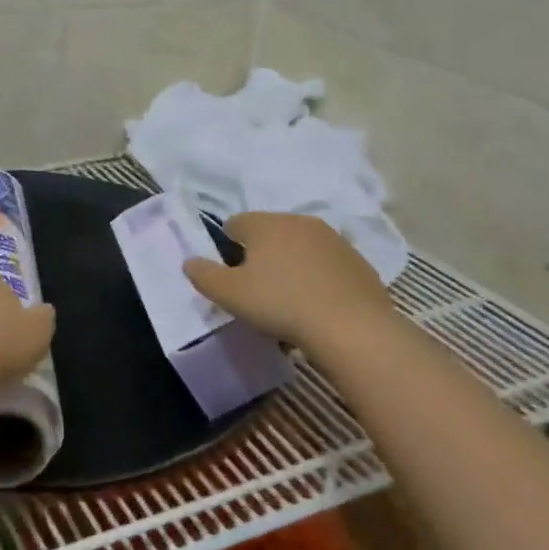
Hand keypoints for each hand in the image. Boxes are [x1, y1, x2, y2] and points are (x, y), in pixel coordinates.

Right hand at [182, 212, 391, 356]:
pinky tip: (319, 307)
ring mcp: (333, 240)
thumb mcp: (229, 295)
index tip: (232, 277)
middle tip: (258, 291)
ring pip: (300, 248)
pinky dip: (319, 278)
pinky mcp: (358, 262)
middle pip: (269, 233)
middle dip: (261, 256)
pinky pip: (327, 265)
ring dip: (291, 266)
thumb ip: (203, 275)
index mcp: (265, 223)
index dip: (227, 248)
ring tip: (290, 302)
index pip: (234, 224)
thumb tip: (189, 261)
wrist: (353, 328)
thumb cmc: (281, 304)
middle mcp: (299, 221)